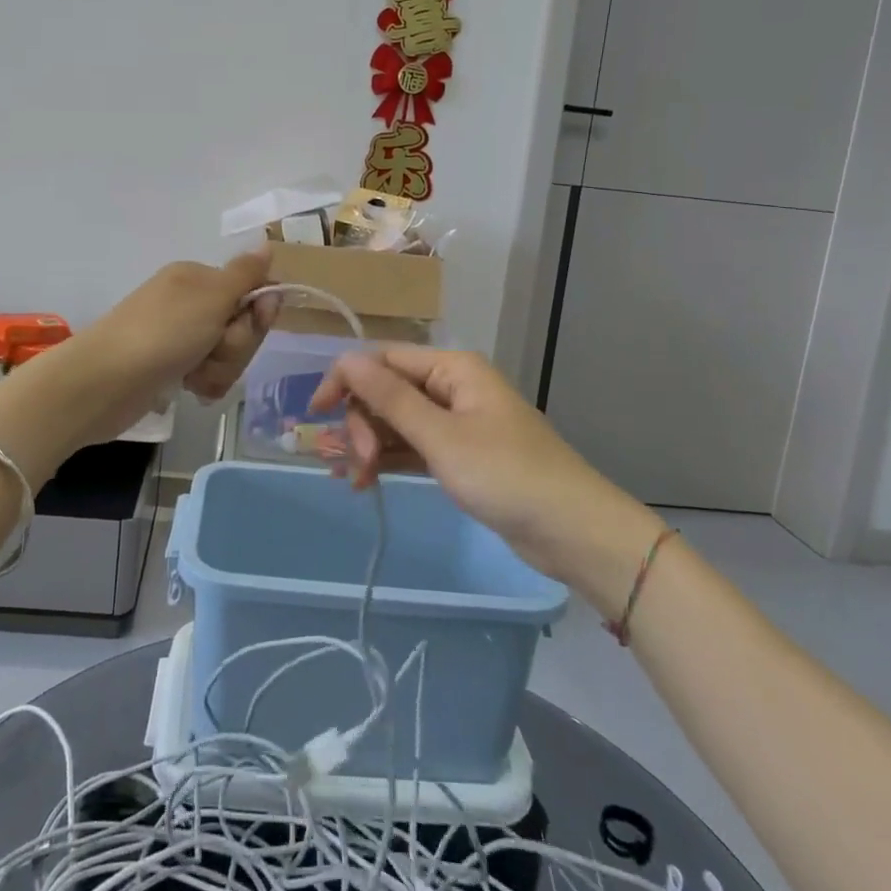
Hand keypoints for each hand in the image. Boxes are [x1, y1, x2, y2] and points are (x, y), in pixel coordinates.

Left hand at [48, 250, 279, 446]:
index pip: (251, 291)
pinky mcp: (169, 367)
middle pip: (239, 325)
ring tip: (195, 376)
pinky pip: (206, 373)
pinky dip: (204, 382)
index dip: (258, 313)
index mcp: (197, 278)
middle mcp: (188, 303)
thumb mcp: (212, 296)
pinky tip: (189, 388)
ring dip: (220, 368)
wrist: (104, 382)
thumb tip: (266, 244)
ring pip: (225, 353)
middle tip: (213, 349)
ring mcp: (178, 336)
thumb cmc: (163, 332)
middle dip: (235, 346)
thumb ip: (246, 273)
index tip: (252, 323)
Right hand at [308, 345, 659, 586]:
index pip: (383, 359)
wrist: (573, 531)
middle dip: (362, 423)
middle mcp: (451, 387)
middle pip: (387, 391)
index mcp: (451, 368)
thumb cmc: (507, 476)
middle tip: (356, 466)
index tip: (316, 413)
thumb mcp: (441, 437)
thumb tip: (346, 360)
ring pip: (397, 422)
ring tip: (352, 482)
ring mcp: (456, 422)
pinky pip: (412, 446)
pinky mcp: (460, 455)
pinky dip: (389, 460)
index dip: (346, 380)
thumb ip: (390, 399)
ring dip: (370, 445)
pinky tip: (366, 482)